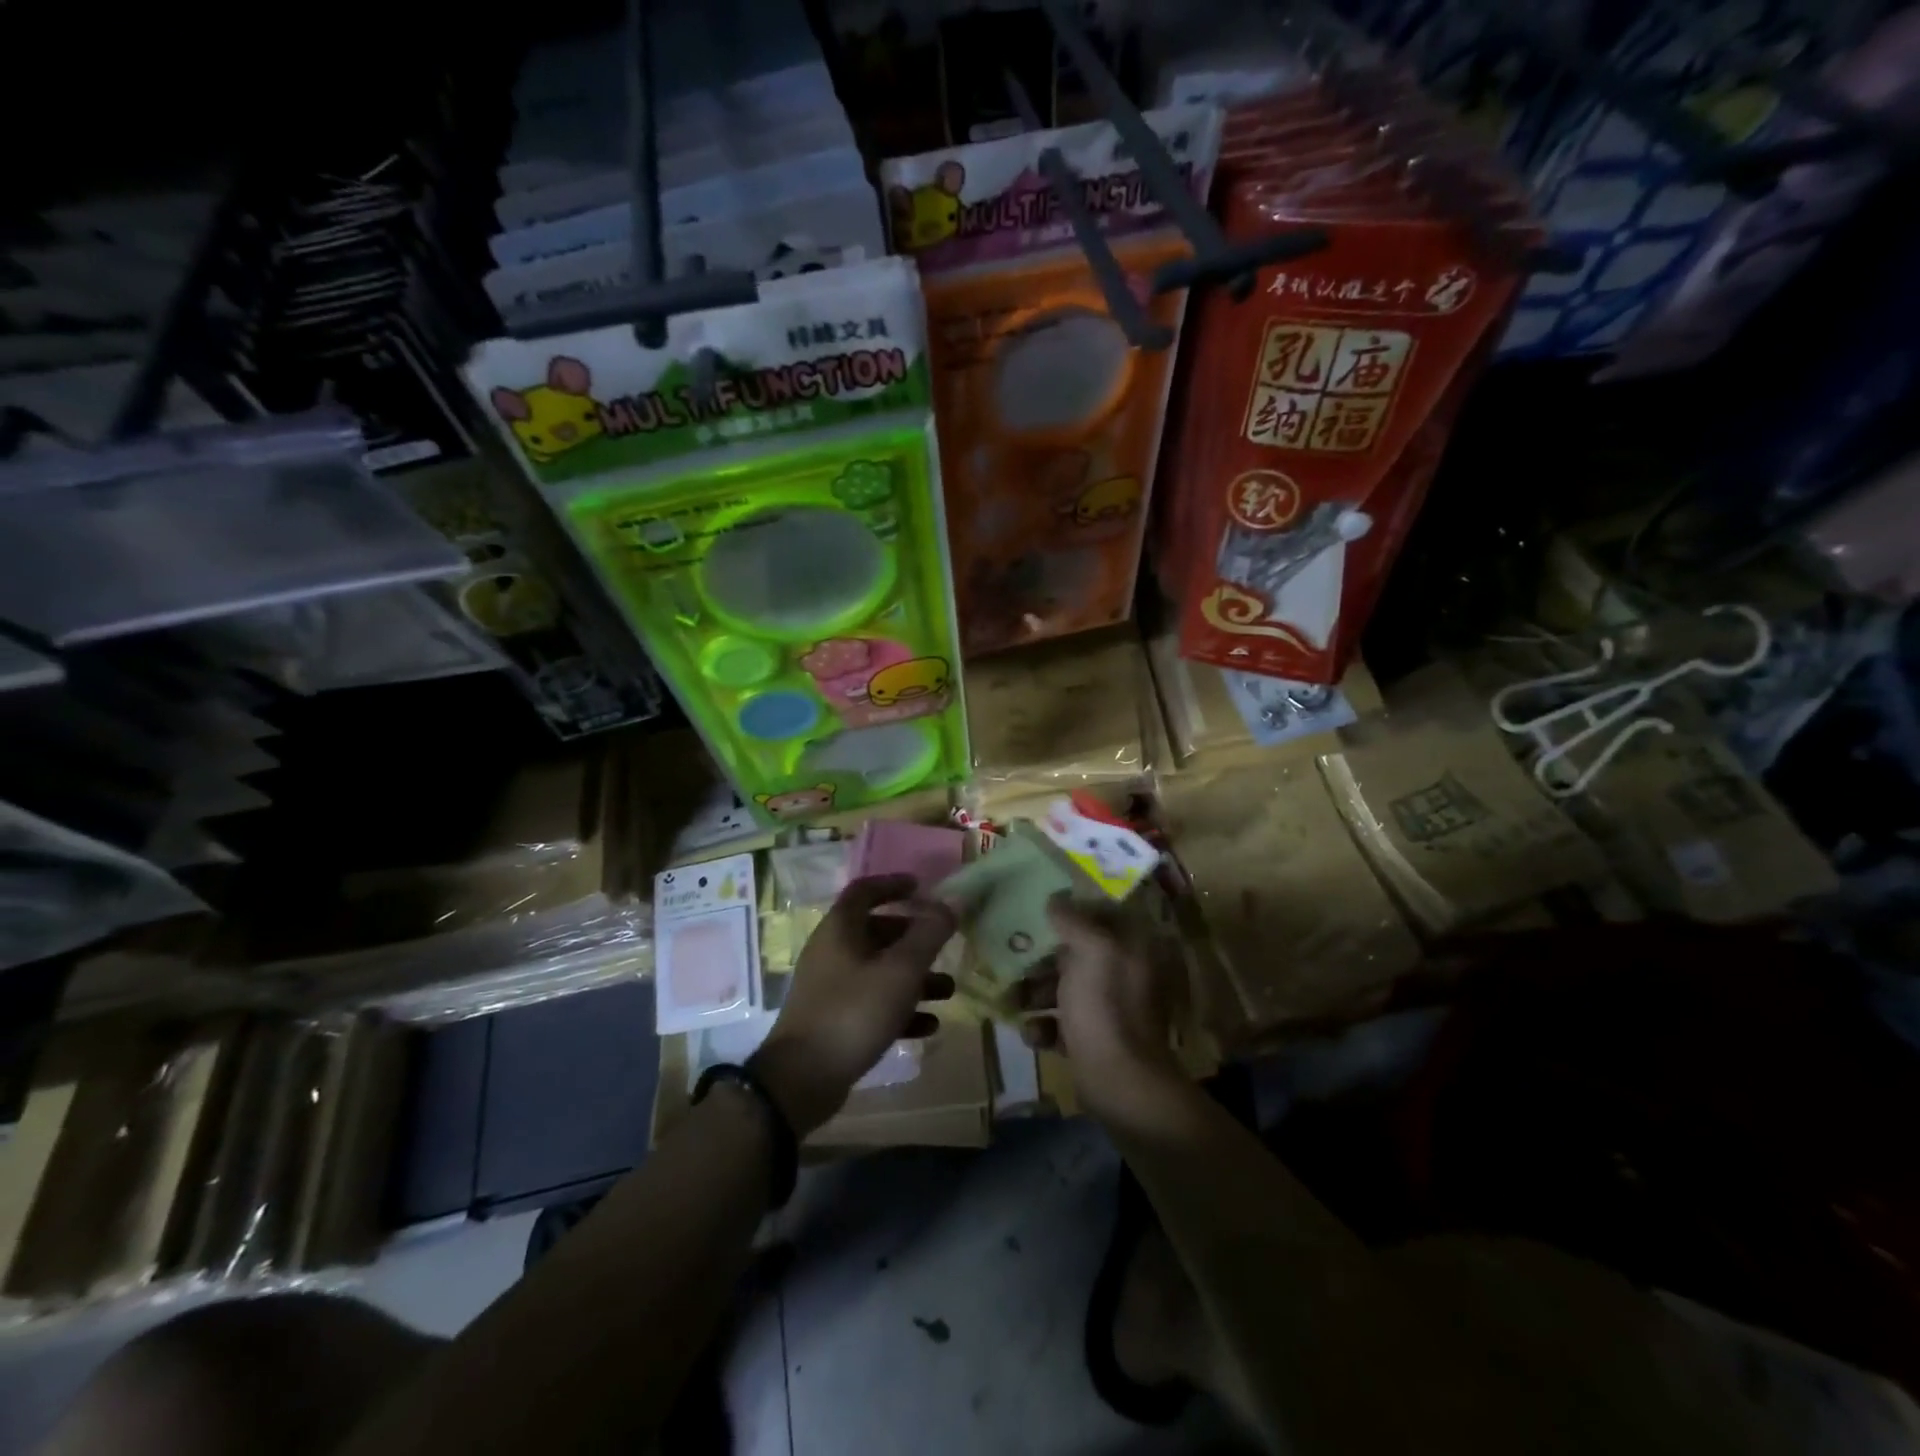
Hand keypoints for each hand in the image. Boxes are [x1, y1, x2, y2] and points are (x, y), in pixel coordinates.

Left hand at [752, 874, 956, 1136]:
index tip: (922, 887)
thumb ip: (929, 934)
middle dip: (914, 938)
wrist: (802, 1079)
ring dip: (914, 977)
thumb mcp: (900, 970)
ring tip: (948, 991)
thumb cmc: (854, 1011)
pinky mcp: (834, 1020)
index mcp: (840, 929)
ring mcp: (831, 988)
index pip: (864, 890)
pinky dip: (900, 1009)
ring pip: (879, 971)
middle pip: (876, 932)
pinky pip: (873, 1004)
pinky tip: (928, 1026)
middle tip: (944, 945)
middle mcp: (832, 952)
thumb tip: (953, 900)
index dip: (893, 884)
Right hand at [1014, 897, 1184, 1125]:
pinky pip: (1064, 1024)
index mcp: (1135, 946)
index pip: (1102, 914)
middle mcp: (1128, 973)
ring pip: (1067, 988)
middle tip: (1012, 957)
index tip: (1036, 910)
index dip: (1070, 910)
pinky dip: (1046, 1026)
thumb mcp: (1091, 951)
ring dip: (1036, 992)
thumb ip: (1073, 920)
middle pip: (1078, 952)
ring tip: (1012, 1001)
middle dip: (1042, 957)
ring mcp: (1113, 1009)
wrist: (1121, 1085)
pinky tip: (1033, 1034)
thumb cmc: (1105, 1008)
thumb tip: (1055, 900)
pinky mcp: (1097, 1040)